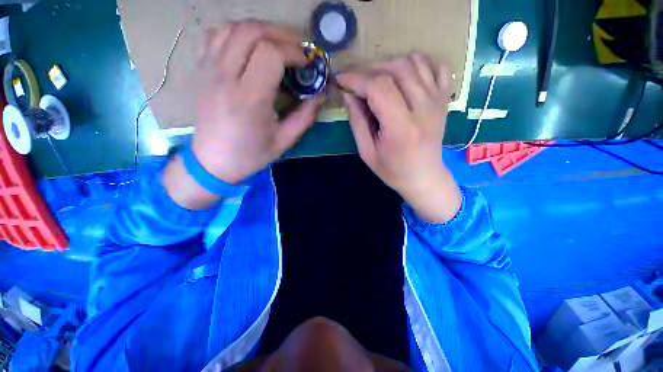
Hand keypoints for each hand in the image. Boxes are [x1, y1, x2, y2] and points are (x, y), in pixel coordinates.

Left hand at [164, 21, 319, 209]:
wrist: (213, 161)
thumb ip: (305, 117)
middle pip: (252, 31)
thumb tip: (319, 96)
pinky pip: (217, 36)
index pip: (270, 53)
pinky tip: (250, 48)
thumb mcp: (284, 141)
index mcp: (249, 98)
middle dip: (280, 34)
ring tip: (276, 46)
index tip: (306, 64)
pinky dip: (238, 33)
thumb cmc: (251, 155)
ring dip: (260, 30)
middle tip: (296, 51)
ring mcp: (210, 70)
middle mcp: (226, 77)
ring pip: (233, 28)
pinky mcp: (203, 70)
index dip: (293, 51)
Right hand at [337, 54, 461, 222]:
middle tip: (358, 82)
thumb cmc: (393, 170)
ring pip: (415, 62)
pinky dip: (419, 63)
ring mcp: (438, 101)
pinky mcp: (445, 99)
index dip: (357, 79)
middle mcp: (423, 109)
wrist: (424, 177)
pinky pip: (437, 66)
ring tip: (377, 78)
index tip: (342, 80)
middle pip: (396, 69)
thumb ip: (357, 122)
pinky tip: (406, 75)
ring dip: (391, 64)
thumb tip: (348, 95)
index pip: (379, 88)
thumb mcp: (367, 152)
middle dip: (370, 70)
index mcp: (401, 128)